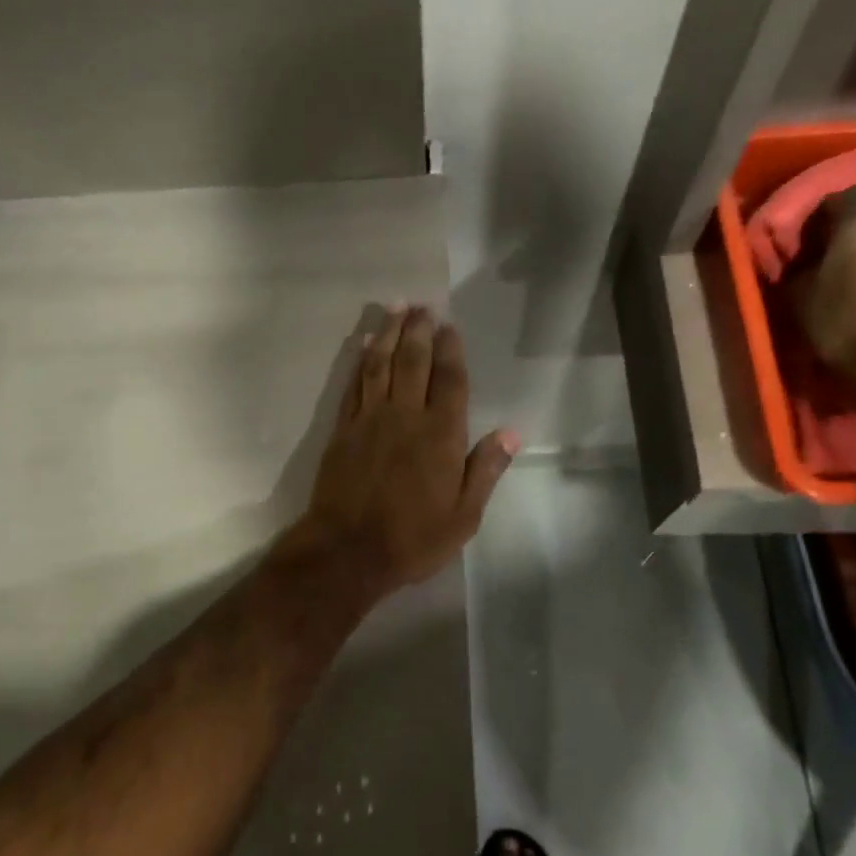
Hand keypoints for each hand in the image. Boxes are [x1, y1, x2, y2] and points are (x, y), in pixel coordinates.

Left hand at [282, 305, 517, 598]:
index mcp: (441, 435)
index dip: (451, 350)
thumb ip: (486, 469)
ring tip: (396, 308)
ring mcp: (370, 418)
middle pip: (413, 361)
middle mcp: (405, 416)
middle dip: (419, 329)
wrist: (347, 550)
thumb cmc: (413, 538)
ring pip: (381, 364)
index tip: (450, 325)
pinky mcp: (343, 428)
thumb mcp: (464, 515)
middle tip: (422, 305)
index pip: (450, 380)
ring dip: (389, 333)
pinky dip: (361, 360)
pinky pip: (354, 384)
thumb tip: (511, 432)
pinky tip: (366, 343)